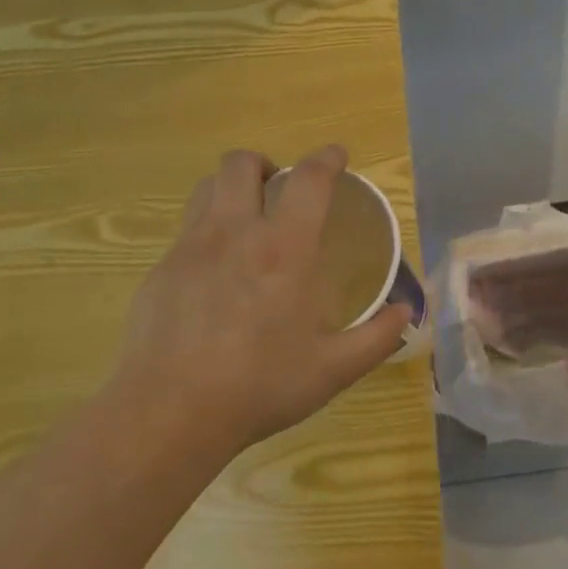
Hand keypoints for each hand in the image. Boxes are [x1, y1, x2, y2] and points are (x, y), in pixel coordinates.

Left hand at [104, 145, 409, 464]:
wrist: (169, 412)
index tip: (337, 156)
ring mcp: (190, 248)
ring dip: (230, 188)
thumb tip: (406, 312)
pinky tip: (216, 273)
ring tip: (246, 218)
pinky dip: (208, 231)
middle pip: (241, 164)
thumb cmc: (259, 387)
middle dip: (265, 163)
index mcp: (284, 250)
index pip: (309, 180)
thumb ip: (377, 337)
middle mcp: (234, 233)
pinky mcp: (161, 270)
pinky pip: (186, 230)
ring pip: (206, 188)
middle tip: (279, 189)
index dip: (327, 158)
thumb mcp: (333, 370)